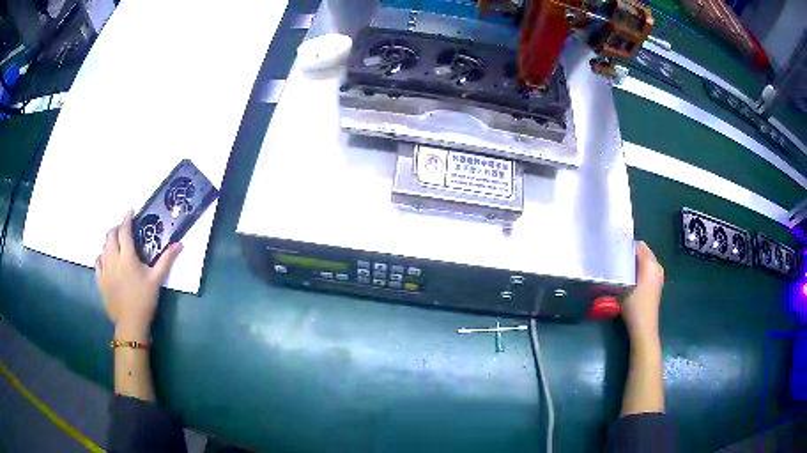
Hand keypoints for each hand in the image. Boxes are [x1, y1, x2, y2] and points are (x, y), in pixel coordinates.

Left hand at [96, 211, 181, 337]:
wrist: (130, 323)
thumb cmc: (144, 300)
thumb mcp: (156, 280)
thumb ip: (166, 260)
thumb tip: (179, 244)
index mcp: (127, 257)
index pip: (124, 231)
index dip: (127, 219)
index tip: (131, 212)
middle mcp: (113, 259)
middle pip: (110, 235)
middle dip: (117, 228)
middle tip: (124, 229)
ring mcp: (104, 269)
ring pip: (103, 247)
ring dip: (110, 241)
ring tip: (117, 245)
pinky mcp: (100, 280)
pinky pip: (97, 261)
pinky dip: (102, 255)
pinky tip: (107, 259)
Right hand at [621, 241, 664, 341]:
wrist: (644, 327)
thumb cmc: (634, 306)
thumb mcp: (623, 286)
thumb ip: (620, 270)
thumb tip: (613, 260)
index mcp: (651, 263)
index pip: (639, 245)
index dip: (627, 245)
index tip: (614, 249)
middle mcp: (657, 266)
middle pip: (644, 251)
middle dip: (631, 253)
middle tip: (616, 258)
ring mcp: (659, 275)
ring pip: (646, 260)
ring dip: (635, 261)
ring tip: (621, 267)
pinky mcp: (657, 284)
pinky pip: (648, 269)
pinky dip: (640, 269)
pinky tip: (630, 278)